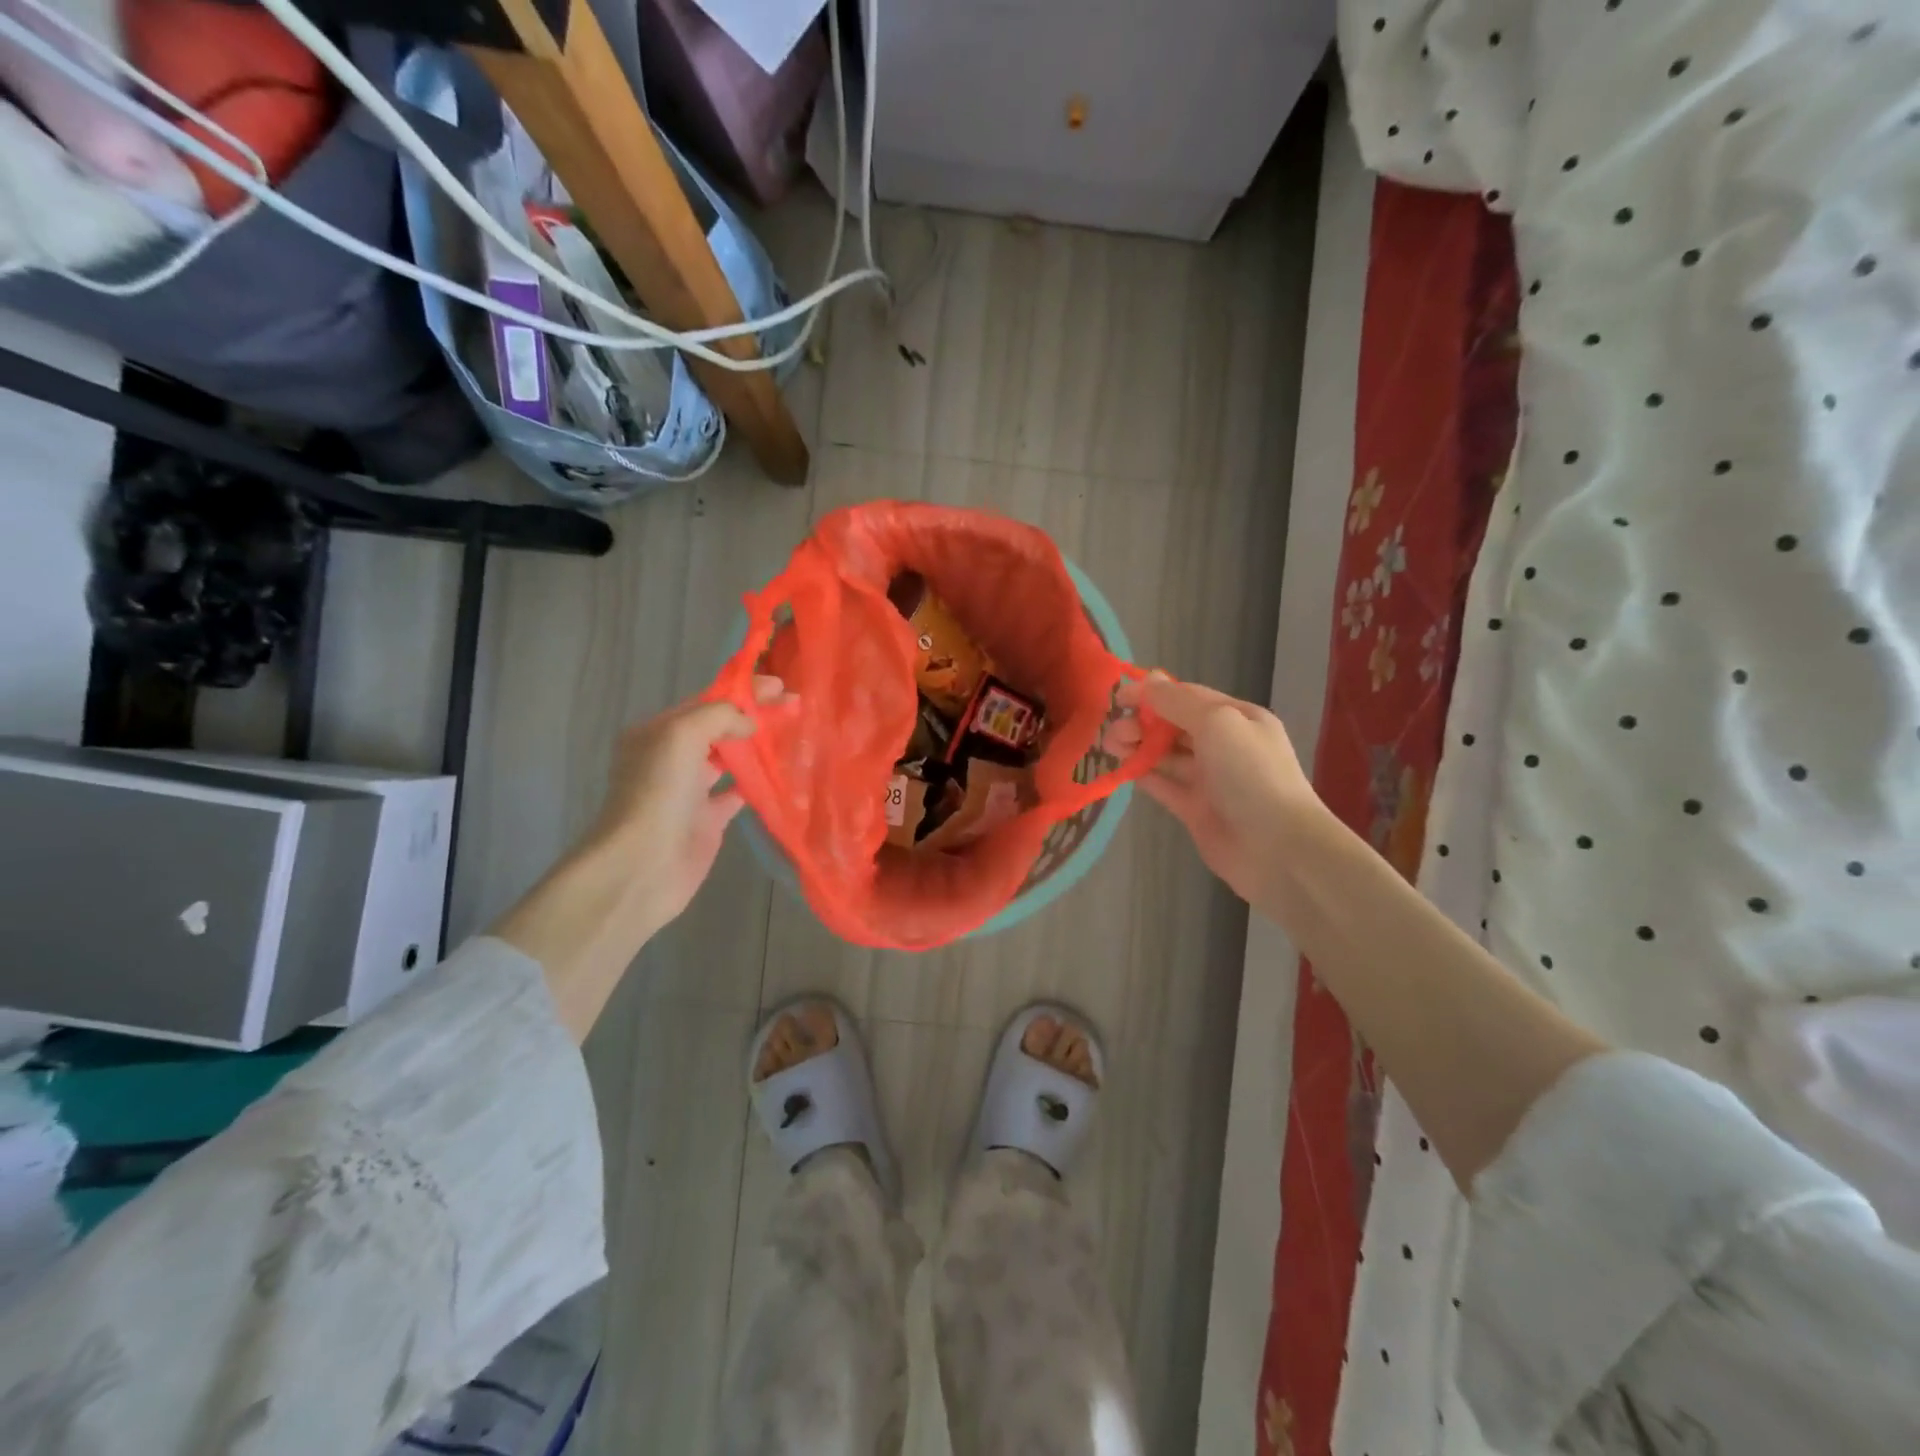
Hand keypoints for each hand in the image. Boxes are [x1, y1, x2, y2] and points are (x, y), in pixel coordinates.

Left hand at [584, 677, 781, 938]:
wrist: (643, 865)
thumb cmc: (658, 794)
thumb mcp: (681, 736)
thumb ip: (718, 716)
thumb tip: (749, 722)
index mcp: (658, 732)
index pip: (705, 701)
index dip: (742, 691)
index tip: (780, 685)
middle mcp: (671, 758)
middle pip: (719, 728)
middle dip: (754, 714)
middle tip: (794, 706)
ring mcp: (690, 791)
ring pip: (729, 759)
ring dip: (758, 746)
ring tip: (792, 734)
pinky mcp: (708, 821)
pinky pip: (737, 794)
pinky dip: (758, 784)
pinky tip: (782, 775)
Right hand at [1123, 673, 1320, 906]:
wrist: (1277, 847)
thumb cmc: (1250, 774)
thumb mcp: (1217, 723)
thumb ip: (1178, 702)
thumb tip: (1148, 681)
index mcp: (1237, 718)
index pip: (1188, 697)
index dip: (1151, 694)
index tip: (1117, 699)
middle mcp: (1224, 746)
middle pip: (1174, 726)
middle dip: (1142, 723)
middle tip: (1113, 732)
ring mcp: (1210, 780)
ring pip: (1166, 756)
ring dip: (1138, 747)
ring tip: (1110, 748)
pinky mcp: (1196, 810)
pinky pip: (1165, 786)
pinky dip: (1144, 775)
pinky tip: (1123, 769)